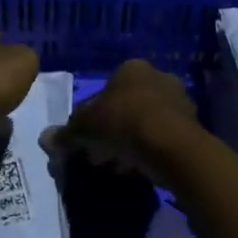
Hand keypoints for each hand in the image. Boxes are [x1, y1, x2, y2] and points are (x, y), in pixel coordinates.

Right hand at [46, 58, 197, 182]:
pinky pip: (160, 139)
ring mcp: (179, 101)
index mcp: (131, 69)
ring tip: (116, 167)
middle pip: (124, 108)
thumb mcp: (85, 128)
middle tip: (98, 156)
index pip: (103, 93)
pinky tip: (136, 169)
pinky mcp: (191, 126)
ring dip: (128, 144)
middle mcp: (158, 77)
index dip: (89, 119)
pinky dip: (147, 152)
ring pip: (143, 124)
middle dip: (110, 133)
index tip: (84, 142)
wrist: (170, 144)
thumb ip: (66, 133)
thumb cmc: (122, 123)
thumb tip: (45, 139)